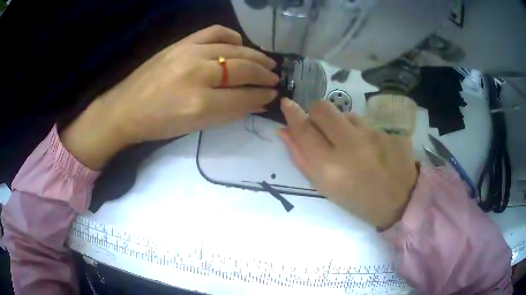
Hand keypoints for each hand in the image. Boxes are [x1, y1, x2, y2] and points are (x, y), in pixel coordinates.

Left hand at [61, 25, 278, 169]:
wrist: (126, 109)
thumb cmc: (158, 125)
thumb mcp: (195, 126)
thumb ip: (228, 113)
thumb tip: (256, 102)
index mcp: (199, 104)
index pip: (243, 97)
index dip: (262, 96)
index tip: (273, 95)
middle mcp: (197, 74)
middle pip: (242, 70)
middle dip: (264, 75)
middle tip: (274, 79)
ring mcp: (188, 53)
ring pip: (233, 49)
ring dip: (255, 56)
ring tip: (266, 62)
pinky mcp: (181, 43)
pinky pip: (214, 32)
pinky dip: (231, 36)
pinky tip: (239, 43)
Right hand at [278, 98, 417, 228]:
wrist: (400, 202)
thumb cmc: (357, 201)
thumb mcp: (325, 188)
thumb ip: (301, 158)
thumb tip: (284, 131)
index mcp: (330, 167)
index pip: (303, 129)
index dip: (292, 113)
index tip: (286, 104)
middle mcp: (350, 146)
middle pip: (323, 108)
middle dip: (315, 112)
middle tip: (320, 127)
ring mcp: (373, 135)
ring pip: (346, 113)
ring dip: (341, 123)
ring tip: (351, 143)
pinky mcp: (388, 131)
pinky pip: (366, 122)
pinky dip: (360, 130)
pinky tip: (369, 146)